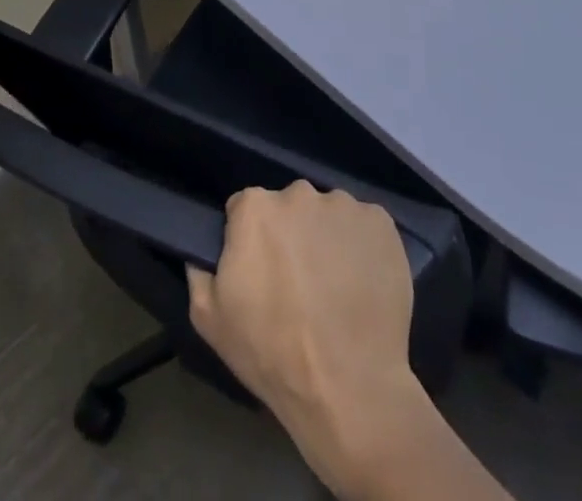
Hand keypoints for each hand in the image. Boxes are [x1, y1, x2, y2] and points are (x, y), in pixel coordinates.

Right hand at [187, 182, 426, 493]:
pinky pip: (363, 226)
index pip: (245, 210)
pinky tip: (361, 283)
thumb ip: (200, 271)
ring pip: (328, 215)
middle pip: (289, 207)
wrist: (349, 388)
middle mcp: (300, 193)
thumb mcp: (210, 320)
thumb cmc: (272, 353)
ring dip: (326, 239)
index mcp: (255, 208)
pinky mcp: (381, 222)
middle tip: (298, 282)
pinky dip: (361, 246)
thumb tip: (203, 250)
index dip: (250, 241)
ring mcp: (344, 206)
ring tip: (334, 287)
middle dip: (290, 235)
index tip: (259, 273)